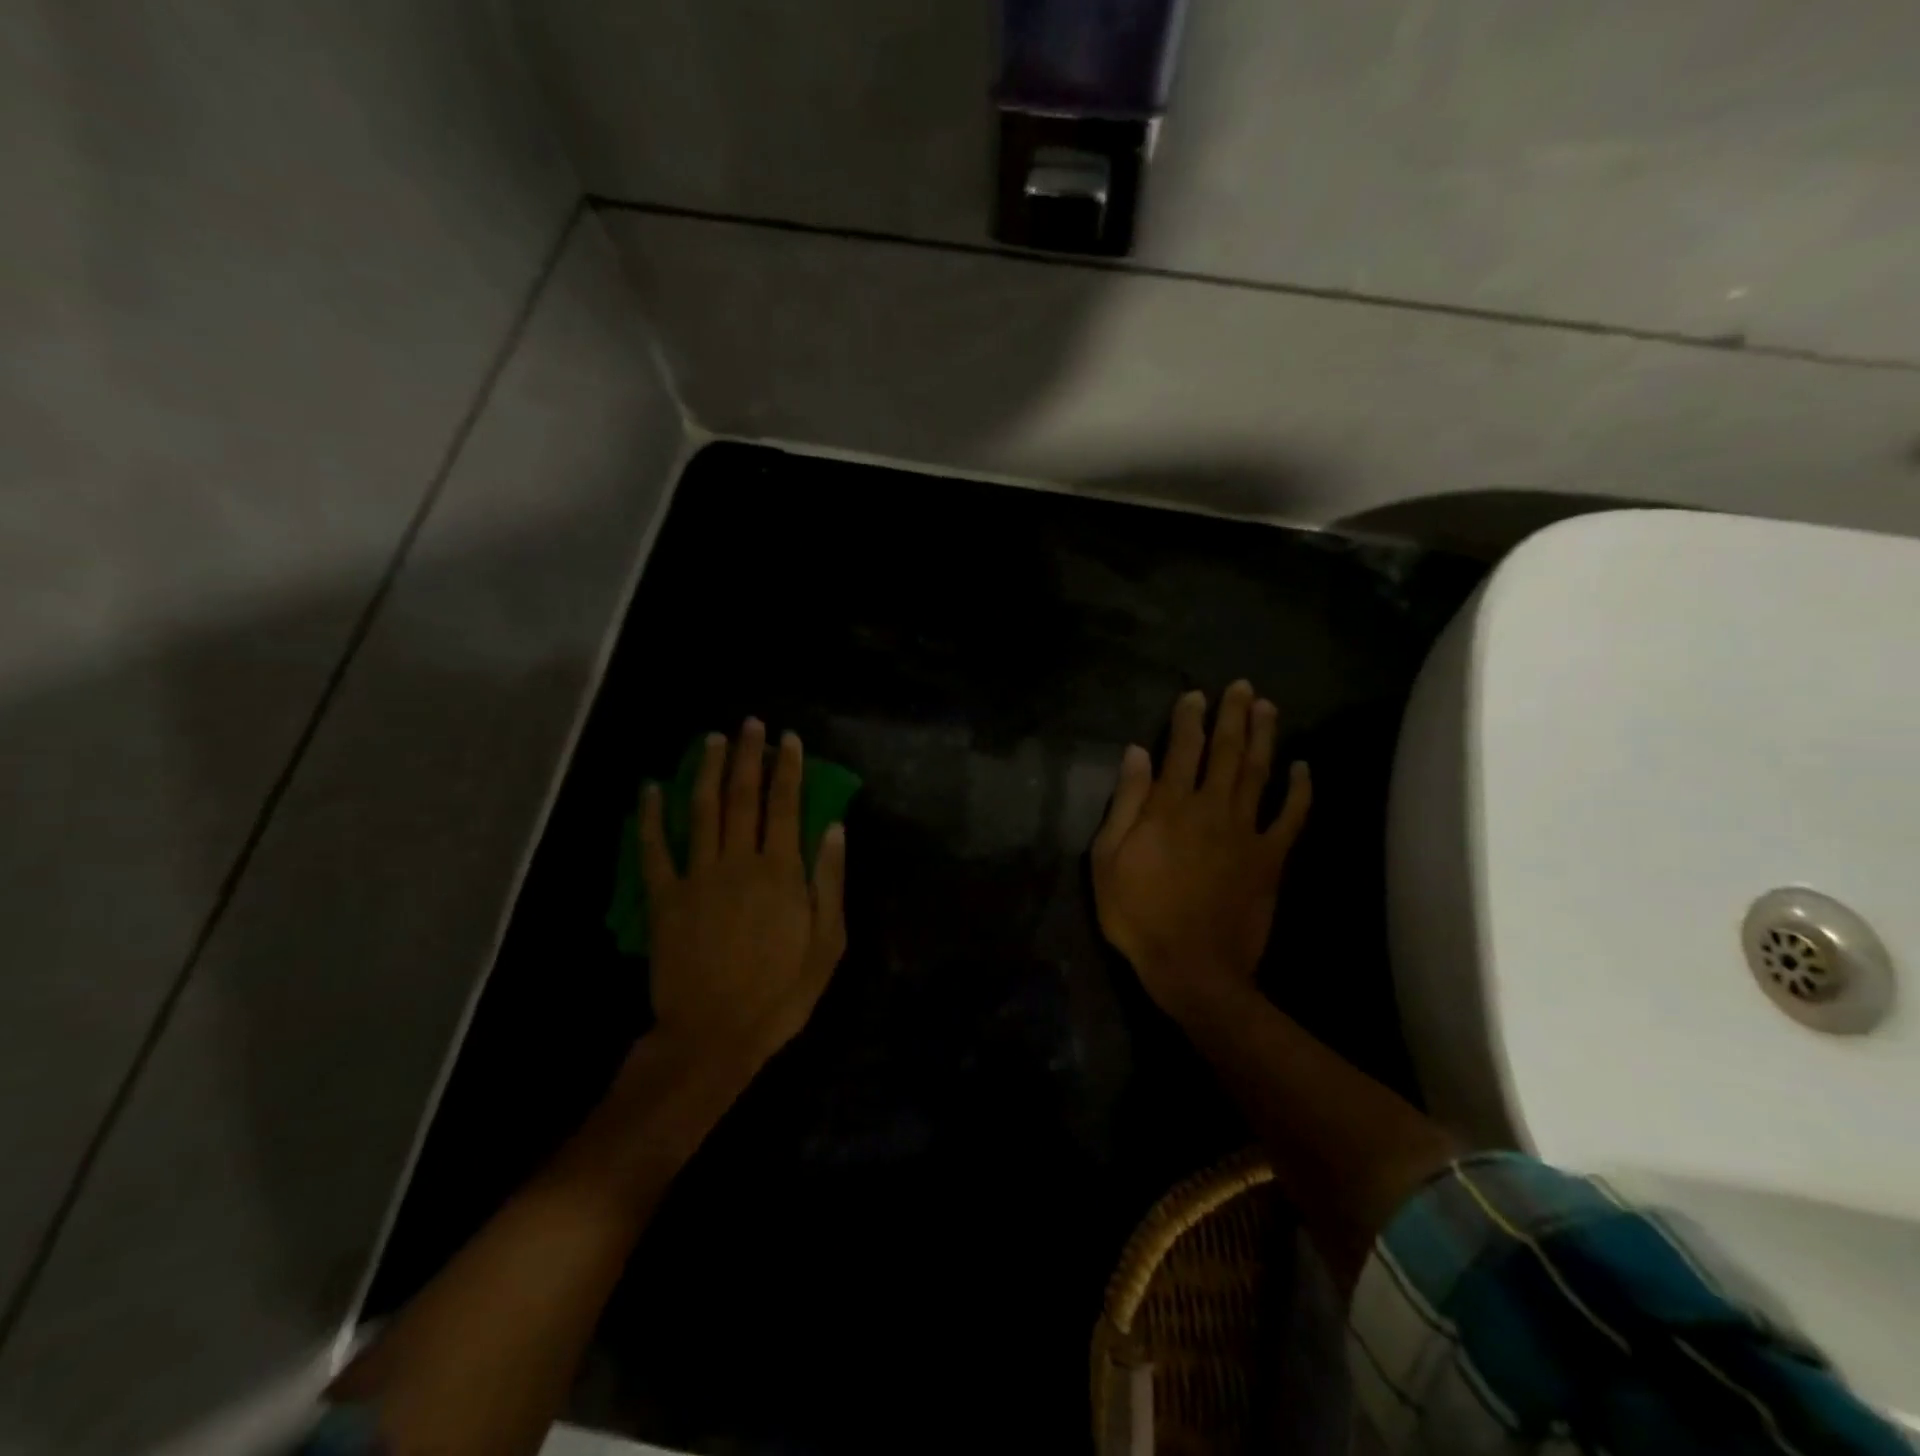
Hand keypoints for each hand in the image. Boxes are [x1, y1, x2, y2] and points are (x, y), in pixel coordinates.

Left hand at [640, 719, 847, 1072]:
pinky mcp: (665, 898)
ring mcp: (698, 876)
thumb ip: (830, 882)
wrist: (715, 1035)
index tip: (789, 739)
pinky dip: (649, 817)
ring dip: (706, 771)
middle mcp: (739, 861)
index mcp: (781, 871)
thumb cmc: (781, 993)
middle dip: (748, 756)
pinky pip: (654, 849)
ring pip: (701, 810)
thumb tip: (835, 829)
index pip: (786, 805)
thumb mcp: (827, 943)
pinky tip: (649, 789)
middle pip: (743, 796)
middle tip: (749, 724)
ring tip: (711, 740)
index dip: (789, 768)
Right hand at [1090, 681, 1310, 1020]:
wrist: (1192, 966)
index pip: (1181, 749)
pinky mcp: (1270, 858)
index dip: (1188, 718)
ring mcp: (1245, 831)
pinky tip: (1303, 767)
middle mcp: (1211, 807)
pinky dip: (1300, 790)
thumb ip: (1125, 802)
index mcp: (1168, 807)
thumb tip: (1136, 753)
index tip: (1195, 695)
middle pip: (1225, 751)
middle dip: (1233, 715)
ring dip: (1264, 737)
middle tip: (1242, 687)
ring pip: (1258, 772)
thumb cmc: (1138, 913)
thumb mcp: (1108, 858)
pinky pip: (1291, 817)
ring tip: (1269, 708)